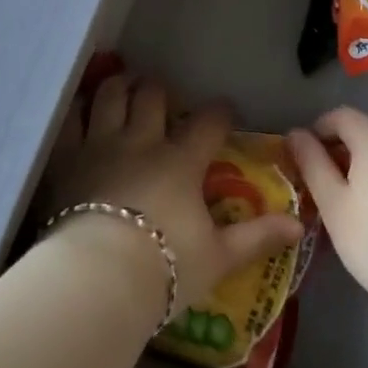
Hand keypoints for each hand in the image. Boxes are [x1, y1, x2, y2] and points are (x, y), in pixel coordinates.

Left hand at [43, 72, 301, 316]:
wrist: (98, 280)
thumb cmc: (164, 269)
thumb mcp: (219, 257)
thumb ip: (258, 236)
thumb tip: (300, 224)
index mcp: (182, 162)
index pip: (209, 122)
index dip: (220, 112)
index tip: (225, 113)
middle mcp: (142, 142)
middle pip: (153, 96)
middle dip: (160, 90)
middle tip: (162, 97)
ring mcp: (101, 145)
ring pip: (111, 95)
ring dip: (119, 87)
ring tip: (123, 88)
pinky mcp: (67, 158)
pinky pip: (70, 120)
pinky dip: (77, 110)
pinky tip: (81, 111)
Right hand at [287, 106, 367, 317]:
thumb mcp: (333, 203)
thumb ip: (312, 163)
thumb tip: (296, 134)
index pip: (341, 116)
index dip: (317, 130)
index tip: (302, 158)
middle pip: (364, 133)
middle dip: (338, 152)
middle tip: (318, 187)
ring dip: (361, 169)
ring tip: (345, 206)